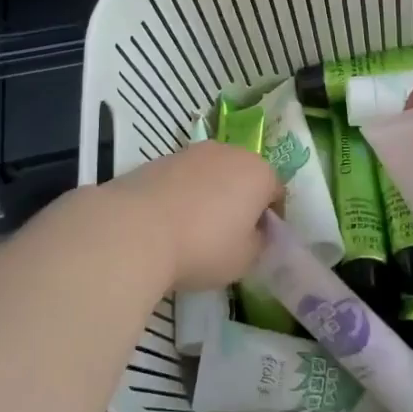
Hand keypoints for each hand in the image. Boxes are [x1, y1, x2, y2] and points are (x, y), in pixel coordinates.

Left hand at [92, 142, 280, 292]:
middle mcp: (229, 152)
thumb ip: (259, 243)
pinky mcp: (160, 159)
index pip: (276, 192)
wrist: (136, 228)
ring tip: (197, 228)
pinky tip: (170, 221)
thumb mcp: (245, 259)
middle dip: (242, 200)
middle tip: (231, 234)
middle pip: (244, 176)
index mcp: (258, 172)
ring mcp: (192, 152)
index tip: (260, 241)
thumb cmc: (203, 246)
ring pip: (212, 174)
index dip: (271, 218)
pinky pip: (184, 178)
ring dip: (212, 194)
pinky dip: (184, 194)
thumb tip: (255, 233)